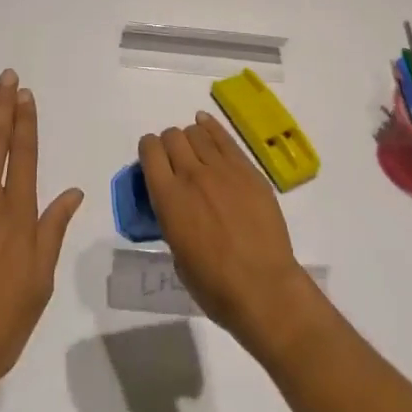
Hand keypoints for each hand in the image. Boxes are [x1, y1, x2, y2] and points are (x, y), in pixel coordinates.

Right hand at [139, 110, 327, 361]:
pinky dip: (211, 127)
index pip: (150, 151)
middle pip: (172, 136)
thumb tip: (176, 206)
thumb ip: (172, 219)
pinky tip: (205, 124)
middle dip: (169, 144)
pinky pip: (224, 137)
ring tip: (195, 151)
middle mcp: (191, 175)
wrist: (263, 288)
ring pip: (197, 133)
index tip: (152, 159)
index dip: (148, 150)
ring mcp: (222, 169)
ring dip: (190, 138)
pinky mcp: (247, 169)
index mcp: (169, 198)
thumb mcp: (178, 254)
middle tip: (175, 160)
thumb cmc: (214, 285)